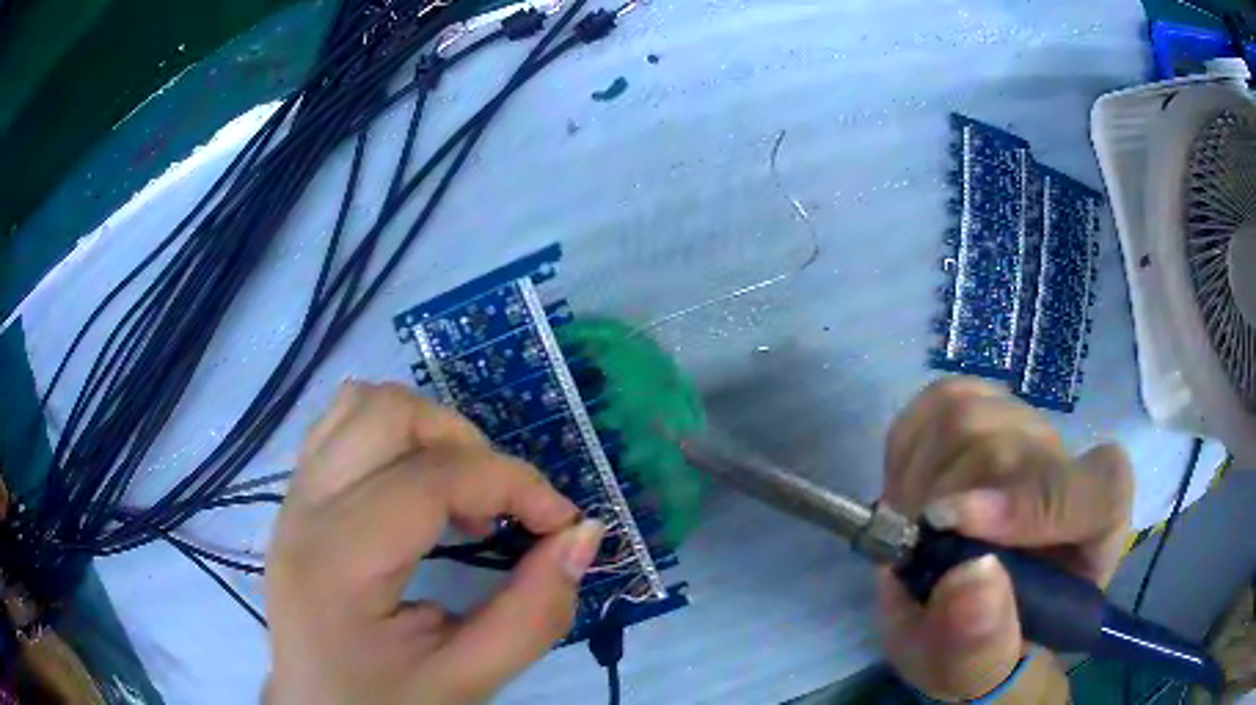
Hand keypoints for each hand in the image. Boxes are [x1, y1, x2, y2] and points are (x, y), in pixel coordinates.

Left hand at [265, 382, 605, 704]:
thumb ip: (534, 614)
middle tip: (499, 509)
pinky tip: (416, 487)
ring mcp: (293, 497)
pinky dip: (394, 435)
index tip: (561, 522)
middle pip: (389, 414)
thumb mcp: (469, 681)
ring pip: (360, 404)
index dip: (513, 484)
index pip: (431, 479)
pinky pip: (341, 425)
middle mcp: (305, 511)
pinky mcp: (296, 498)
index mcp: (338, 563)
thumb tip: (584, 535)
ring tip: (458, 495)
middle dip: (466, 445)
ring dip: (428, 431)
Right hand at [879, 379, 1132, 702]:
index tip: (953, 527)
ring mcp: (1027, 427)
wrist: (966, 610)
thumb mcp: (976, 669)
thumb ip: (981, 641)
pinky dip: (908, 454)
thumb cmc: (983, 644)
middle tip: (914, 554)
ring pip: (966, 418)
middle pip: (1010, 450)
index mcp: (1096, 530)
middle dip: (942, 505)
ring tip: (915, 532)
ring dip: (918, 483)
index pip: (1094, 491)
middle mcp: (1070, 465)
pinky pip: (935, 405)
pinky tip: (912, 496)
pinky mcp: (982, 405)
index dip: (1032, 503)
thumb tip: (971, 576)